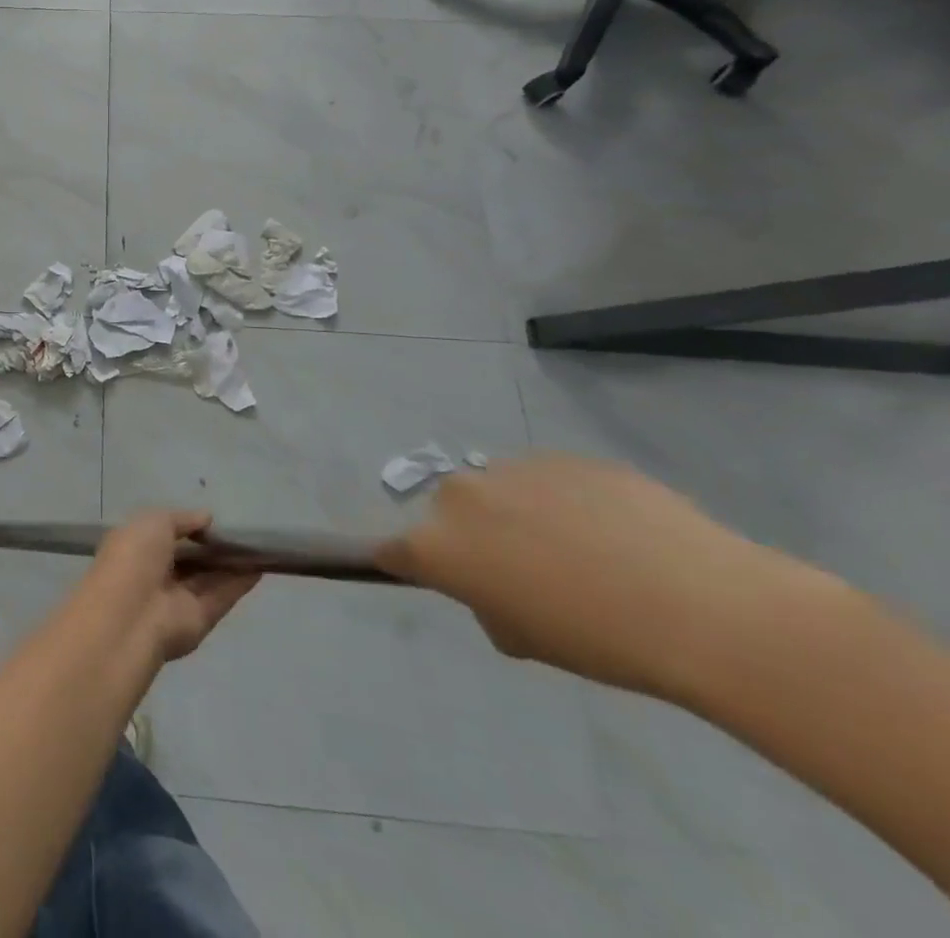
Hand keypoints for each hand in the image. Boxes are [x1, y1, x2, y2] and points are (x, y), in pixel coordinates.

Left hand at [86, 511, 260, 663]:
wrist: (131, 616)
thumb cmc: (134, 557)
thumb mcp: (154, 522)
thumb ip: (182, 519)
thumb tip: (206, 518)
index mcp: (137, 548)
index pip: (165, 535)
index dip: (189, 528)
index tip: (214, 520)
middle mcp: (156, 573)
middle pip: (190, 559)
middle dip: (212, 547)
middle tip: (242, 533)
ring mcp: (178, 598)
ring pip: (209, 577)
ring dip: (231, 563)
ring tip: (258, 546)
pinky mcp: (200, 619)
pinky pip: (222, 595)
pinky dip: (240, 582)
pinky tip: (260, 566)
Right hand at [378, 455, 799, 699]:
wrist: (703, 607)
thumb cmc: (599, 640)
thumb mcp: (526, 640)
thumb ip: (490, 604)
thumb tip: (500, 586)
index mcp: (437, 544)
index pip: (392, 550)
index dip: (407, 563)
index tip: (430, 574)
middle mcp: (460, 496)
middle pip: (450, 512)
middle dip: (476, 534)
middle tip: (527, 570)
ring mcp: (512, 468)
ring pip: (502, 490)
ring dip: (521, 513)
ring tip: (585, 551)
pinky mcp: (564, 456)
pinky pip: (551, 480)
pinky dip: (569, 502)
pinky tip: (619, 534)